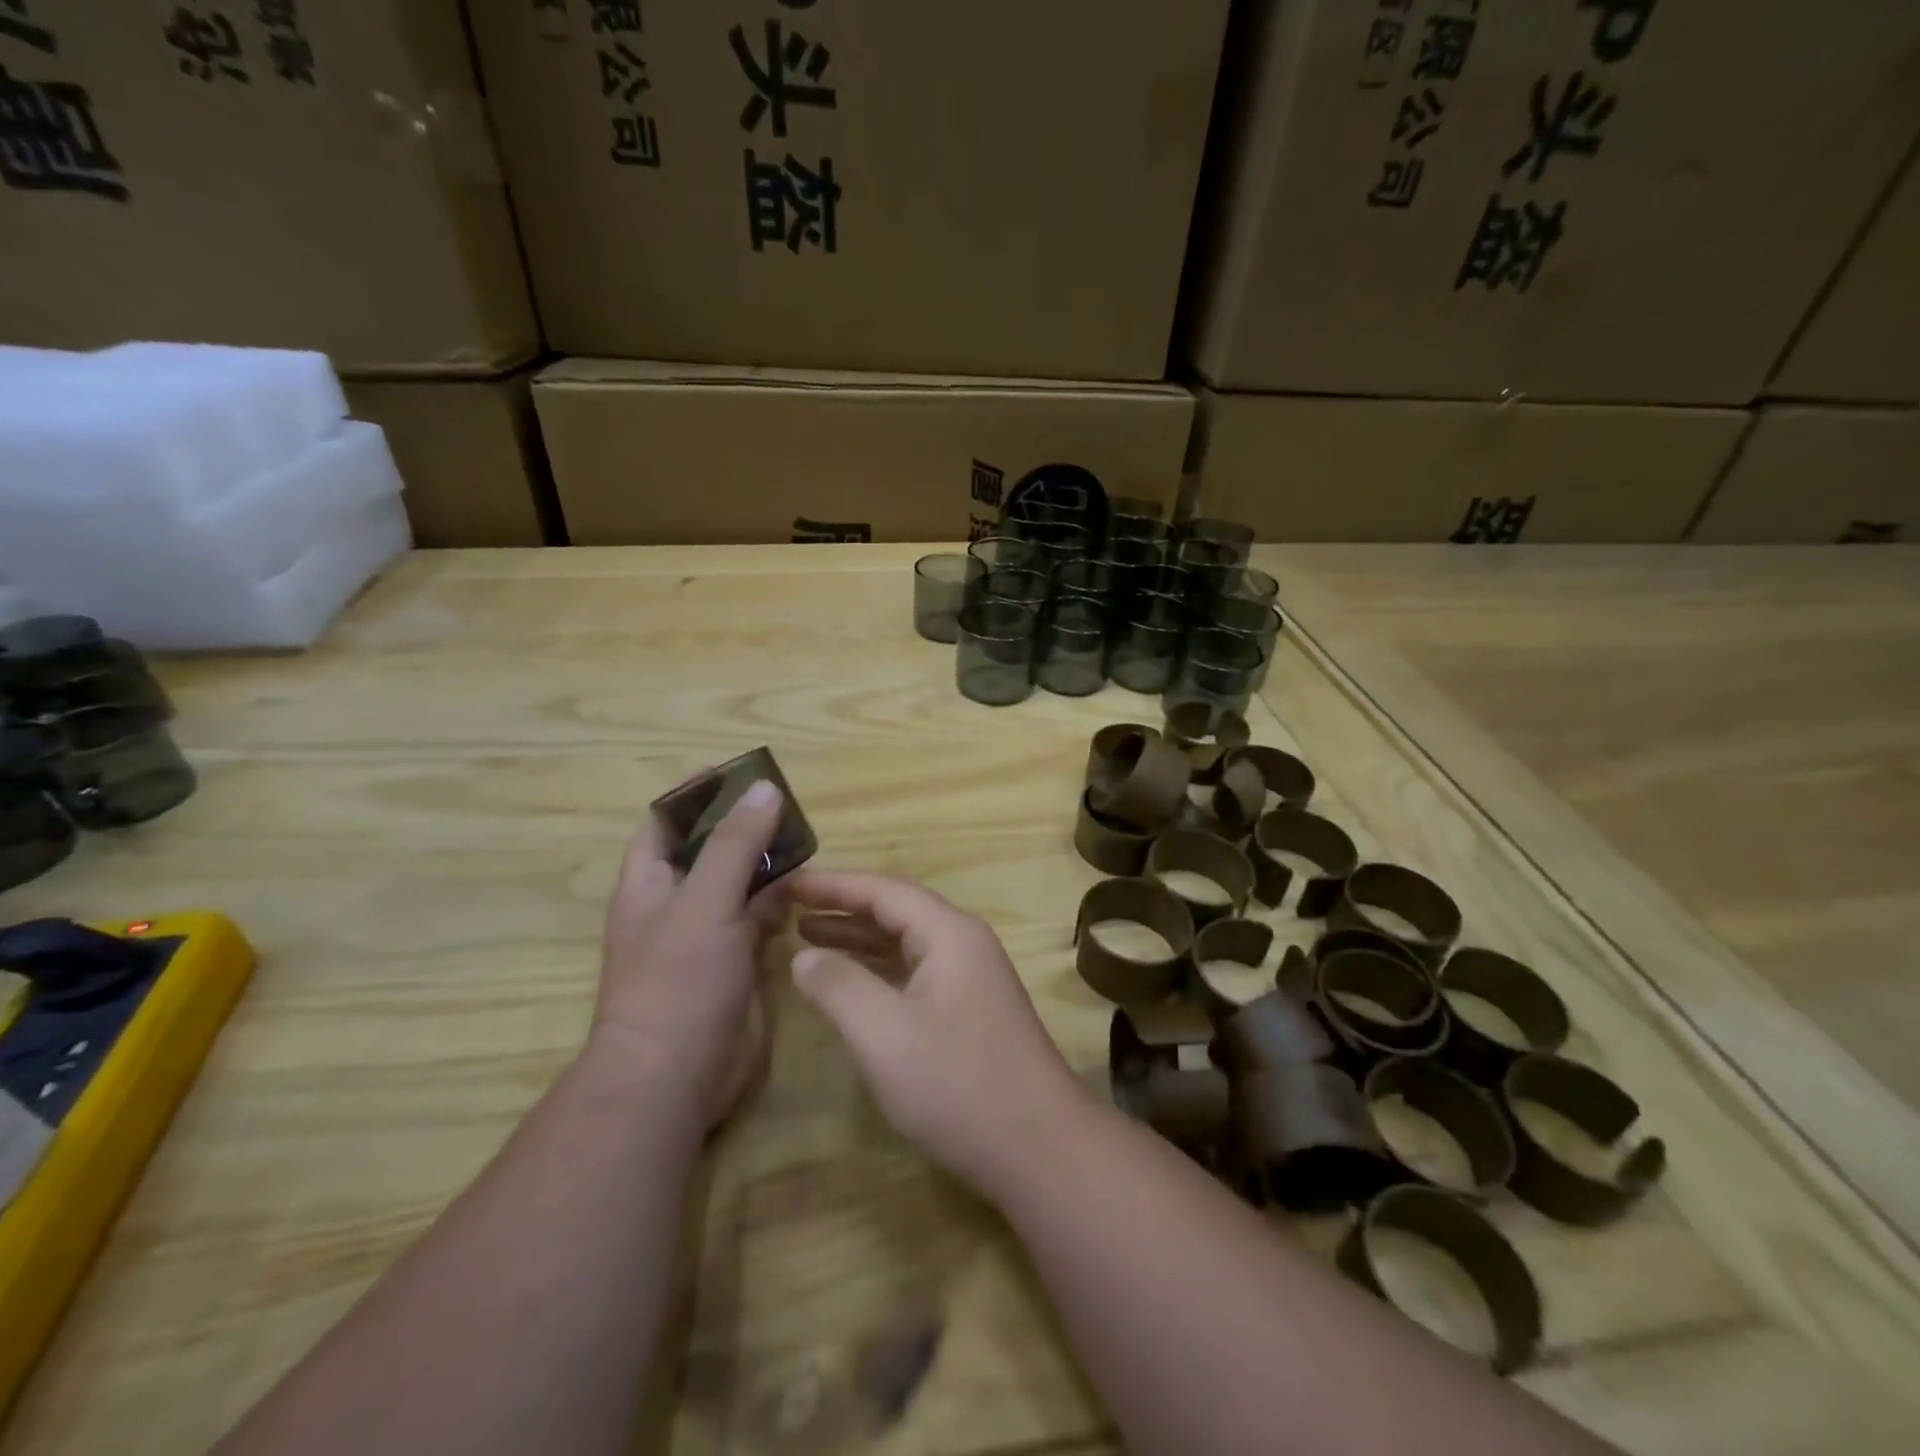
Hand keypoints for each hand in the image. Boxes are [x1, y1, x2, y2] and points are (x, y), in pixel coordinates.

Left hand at [592, 780, 786, 1129]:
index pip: (665, 822)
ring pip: (740, 883)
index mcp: (650, 883)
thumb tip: (764, 789)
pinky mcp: (737, 961)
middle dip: (742, 825)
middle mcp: (677, 903)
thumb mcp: (704, 902)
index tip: (735, 772)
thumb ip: (735, 845)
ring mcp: (708, 934)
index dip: (694, 795)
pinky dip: (781, 899)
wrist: (675, 1075)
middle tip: (786, 804)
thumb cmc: (676, 979)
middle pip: (710, 849)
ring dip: (767, 861)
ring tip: (806, 836)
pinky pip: (760, 917)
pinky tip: (808, 886)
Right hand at [787, 869, 1090, 1194]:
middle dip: (843, 906)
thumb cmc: (958, 1084)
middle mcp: (963, 944)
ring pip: (905, 943)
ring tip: (806, 936)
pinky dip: (878, 970)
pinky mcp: (969, 1011)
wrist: (1040, 1149)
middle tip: (789, 906)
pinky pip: (914, 972)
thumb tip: (804, 956)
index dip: (833, 884)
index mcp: (949, 933)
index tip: (787, 882)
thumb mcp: (884, 1034)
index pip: (884, 890)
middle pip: (897, 910)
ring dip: (858, 938)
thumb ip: (839, 986)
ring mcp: (970, 978)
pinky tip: (849, 983)